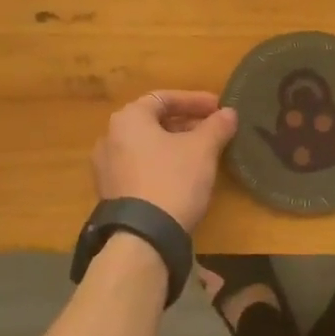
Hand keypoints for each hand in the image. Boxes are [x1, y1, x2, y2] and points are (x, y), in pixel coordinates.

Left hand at [92, 90, 238, 232]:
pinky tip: (182, 176)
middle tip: (213, 130)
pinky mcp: (110, 192)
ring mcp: (106, 166)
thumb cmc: (172, 180)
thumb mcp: (202, 149)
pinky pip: (139, 167)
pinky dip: (161, 164)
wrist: (142, 237)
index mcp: (129, 118)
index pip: (164, 98)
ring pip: (146, 145)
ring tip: (202, 153)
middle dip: (186, 123)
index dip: (195, 100)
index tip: (219, 108)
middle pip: (153, 121)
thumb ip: (217, 126)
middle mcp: (110, 136)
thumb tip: (229, 113)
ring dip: (174, 144)